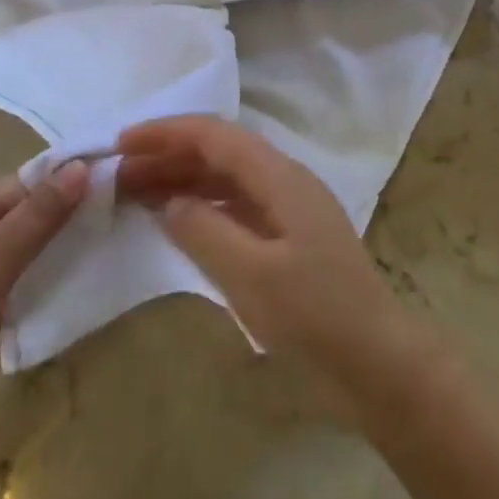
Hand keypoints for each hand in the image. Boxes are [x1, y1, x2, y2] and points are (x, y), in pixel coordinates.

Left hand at [0, 162, 87, 457]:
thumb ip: (36, 219)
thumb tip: (81, 166)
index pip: (19, 186)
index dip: (61, 183)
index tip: (109, 188)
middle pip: (15, 220)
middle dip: (58, 222)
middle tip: (110, 225)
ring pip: (10, 259)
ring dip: (46, 259)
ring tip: (96, 259)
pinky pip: (0, 294)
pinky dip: (27, 294)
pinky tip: (57, 302)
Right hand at [117, 116, 413, 387]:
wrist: (380, 365)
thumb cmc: (317, 317)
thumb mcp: (252, 276)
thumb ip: (204, 231)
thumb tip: (169, 202)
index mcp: (280, 177)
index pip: (215, 136)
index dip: (166, 133)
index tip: (122, 143)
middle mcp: (285, 181)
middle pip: (218, 153)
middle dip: (168, 156)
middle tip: (118, 175)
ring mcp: (288, 210)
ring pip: (225, 179)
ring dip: (181, 181)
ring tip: (135, 194)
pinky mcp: (288, 239)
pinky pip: (236, 207)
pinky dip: (202, 208)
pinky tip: (177, 222)